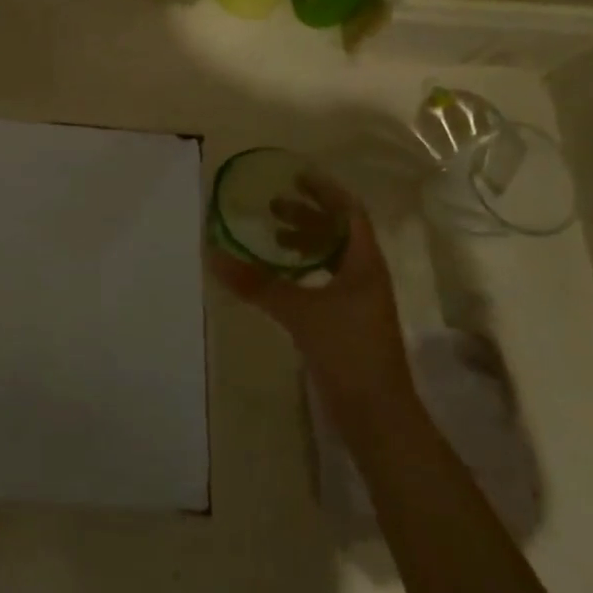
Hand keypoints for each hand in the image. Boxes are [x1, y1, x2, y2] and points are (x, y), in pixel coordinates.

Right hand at [208, 173, 409, 391]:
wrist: (378, 415)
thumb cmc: (348, 352)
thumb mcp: (299, 312)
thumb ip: (257, 283)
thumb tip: (214, 254)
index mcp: (365, 264)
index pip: (350, 213)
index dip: (326, 192)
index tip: (297, 177)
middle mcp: (367, 277)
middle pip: (340, 234)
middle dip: (309, 216)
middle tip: (274, 207)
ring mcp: (360, 302)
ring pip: (334, 259)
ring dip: (307, 243)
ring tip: (275, 240)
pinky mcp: (349, 323)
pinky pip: (326, 282)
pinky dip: (305, 272)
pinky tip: (282, 282)